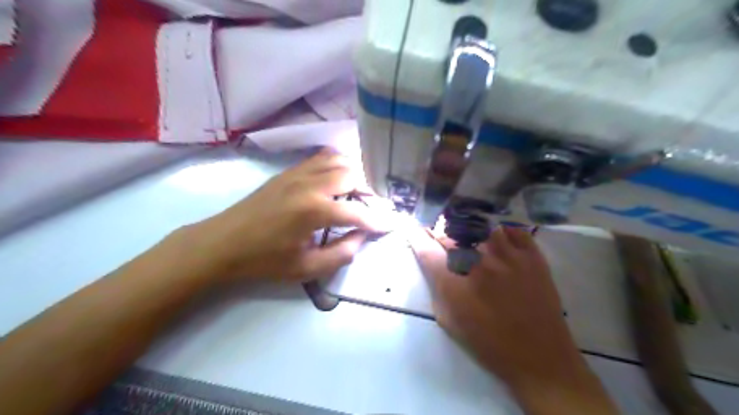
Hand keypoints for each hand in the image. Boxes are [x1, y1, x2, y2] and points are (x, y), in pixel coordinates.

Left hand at [183, 150, 387, 282]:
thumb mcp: (305, 268)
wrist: (222, 243)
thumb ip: (341, 253)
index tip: (392, 224)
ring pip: (338, 161)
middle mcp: (309, 184)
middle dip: (370, 191)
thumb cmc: (263, 261)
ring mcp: (298, 173)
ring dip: (355, 174)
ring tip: (360, 192)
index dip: (378, 220)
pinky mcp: (289, 171)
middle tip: (375, 207)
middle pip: (352, 175)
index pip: (358, 213)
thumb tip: (362, 237)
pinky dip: (338, 165)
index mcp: (314, 211)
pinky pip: (321, 158)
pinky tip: (339, 180)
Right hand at [406, 226, 586, 386]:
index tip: (412, 228)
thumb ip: (436, 288)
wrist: (539, 357)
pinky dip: (500, 231)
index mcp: (456, 283)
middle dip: (439, 233)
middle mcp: (479, 262)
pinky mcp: (533, 256)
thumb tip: (431, 263)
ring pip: (480, 226)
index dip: (416, 236)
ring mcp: (509, 256)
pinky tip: (497, 239)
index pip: (427, 249)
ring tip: (468, 235)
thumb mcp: (449, 321)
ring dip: (469, 229)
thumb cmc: (488, 343)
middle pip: (451, 234)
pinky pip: (511, 230)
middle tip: (440, 237)